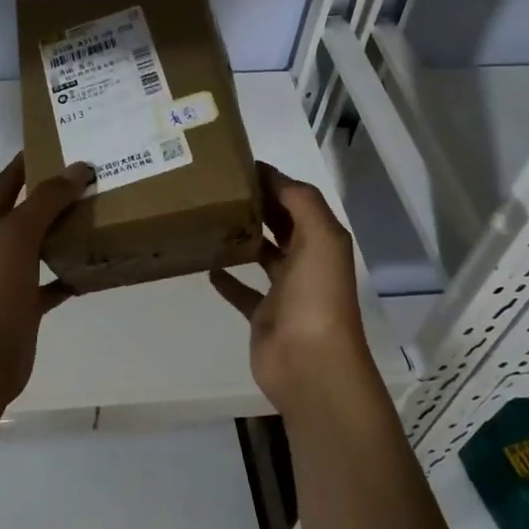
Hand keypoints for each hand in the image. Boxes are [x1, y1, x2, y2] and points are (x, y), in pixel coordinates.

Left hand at [0, 153, 96, 407]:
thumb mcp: (17, 235)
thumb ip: (46, 200)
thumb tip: (78, 168)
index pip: (6, 181)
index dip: (28, 160)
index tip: (59, 141)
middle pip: (26, 211)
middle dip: (54, 194)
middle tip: (92, 176)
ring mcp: (8, 277)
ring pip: (40, 245)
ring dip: (64, 231)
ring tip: (100, 213)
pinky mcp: (24, 305)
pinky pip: (51, 281)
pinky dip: (70, 272)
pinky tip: (94, 266)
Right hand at [210, 162, 376, 419]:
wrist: (310, 365)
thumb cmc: (317, 296)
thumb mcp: (320, 237)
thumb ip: (301, 201)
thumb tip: (271, 175)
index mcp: (321, 240)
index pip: (296, 199)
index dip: (273, 180)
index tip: (238, 163)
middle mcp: (305, 261)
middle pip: (280, 224)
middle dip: (257, 204)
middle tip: (218, 186)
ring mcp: (284, 290)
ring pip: (262, 254)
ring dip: (243, 237)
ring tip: (211, 217)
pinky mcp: (263, 315)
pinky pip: (242, 291)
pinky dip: (227, 278)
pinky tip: (207, 265)